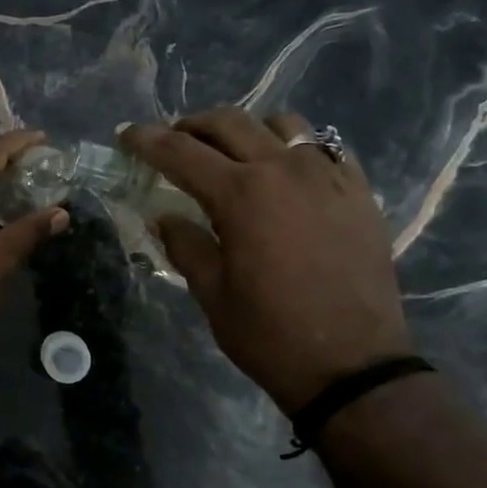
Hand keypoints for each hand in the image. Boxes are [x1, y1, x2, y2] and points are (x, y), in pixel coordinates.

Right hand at [119, 109, 412, 414]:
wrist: (352, 364)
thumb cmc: (268, 333)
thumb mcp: (211, 293)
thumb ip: (185, 245)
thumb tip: (167, 217)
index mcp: (241, 195)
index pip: (181, 152)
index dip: (147, 140)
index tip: (126, 135)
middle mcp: (285, 171)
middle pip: (230, 123)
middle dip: (192, 126)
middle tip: (173, 142)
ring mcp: (329, 177)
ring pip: (282, 125)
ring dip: (246, 130)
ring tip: (231, 153)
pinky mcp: (359, 193)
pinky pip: (325, 148)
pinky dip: (295, 149)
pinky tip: (284, 173)